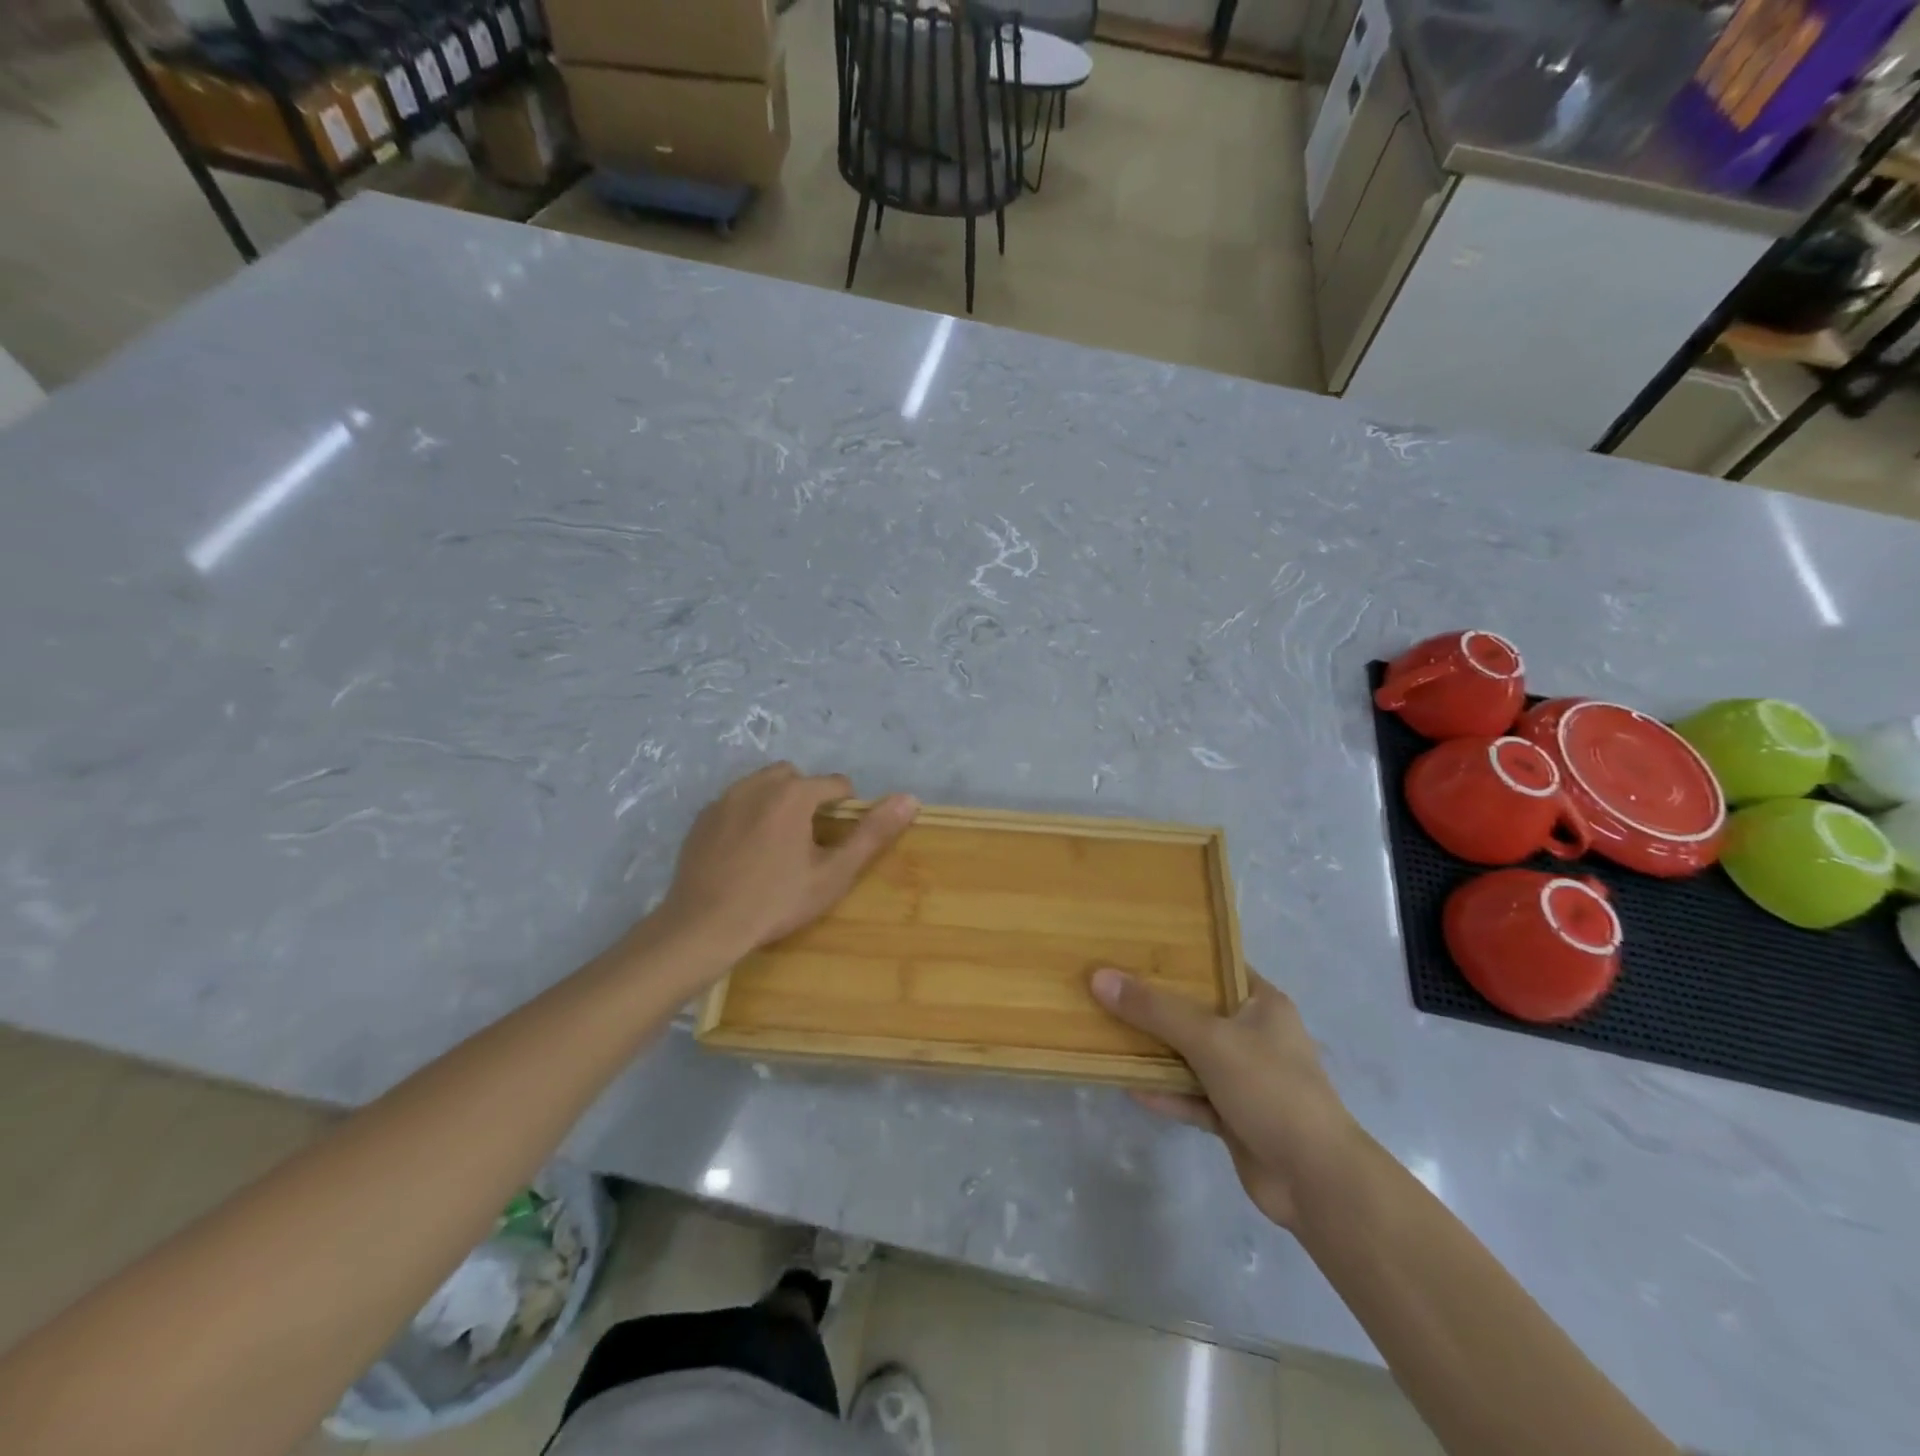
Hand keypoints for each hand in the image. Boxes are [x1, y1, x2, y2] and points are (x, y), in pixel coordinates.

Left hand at [652, 763, 918, 966]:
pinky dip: (747, 815)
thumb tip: (910, 798)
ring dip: (777, 802)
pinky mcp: (702, 817)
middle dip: (808, 798)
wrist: (704, 927)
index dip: (845, 808)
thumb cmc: (776, 902)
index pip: (835, 784)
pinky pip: (734, 802)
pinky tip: (746, 851)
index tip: (838, 840)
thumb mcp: (833, 873)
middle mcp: (758, 785)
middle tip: (809, 839)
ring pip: (762, 785)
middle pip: (796, 778)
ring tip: (778, 843)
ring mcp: (724, 799)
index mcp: (793, 794)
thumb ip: (872, 834)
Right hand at [1091, 967, 1362, 1229]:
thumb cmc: (1269, 1088)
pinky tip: (1128, 1086)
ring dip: (1156, 1050)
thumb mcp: (1209, 1038)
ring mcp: (1245, 1078)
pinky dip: (1165, 1092)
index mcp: (1262, 1004)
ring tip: (1109, 1032)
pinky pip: (1192, 1096)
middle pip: (1197, 1011)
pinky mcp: (1235, 1117)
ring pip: (1191, 1055)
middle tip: (1110, 985)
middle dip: (1156, 1003)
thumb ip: (1154, 1009)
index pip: (1217, 965)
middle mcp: (1255, 1035)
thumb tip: (1099, 977)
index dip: (1180, 955)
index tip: (1135, 947)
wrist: (1315, 1179)